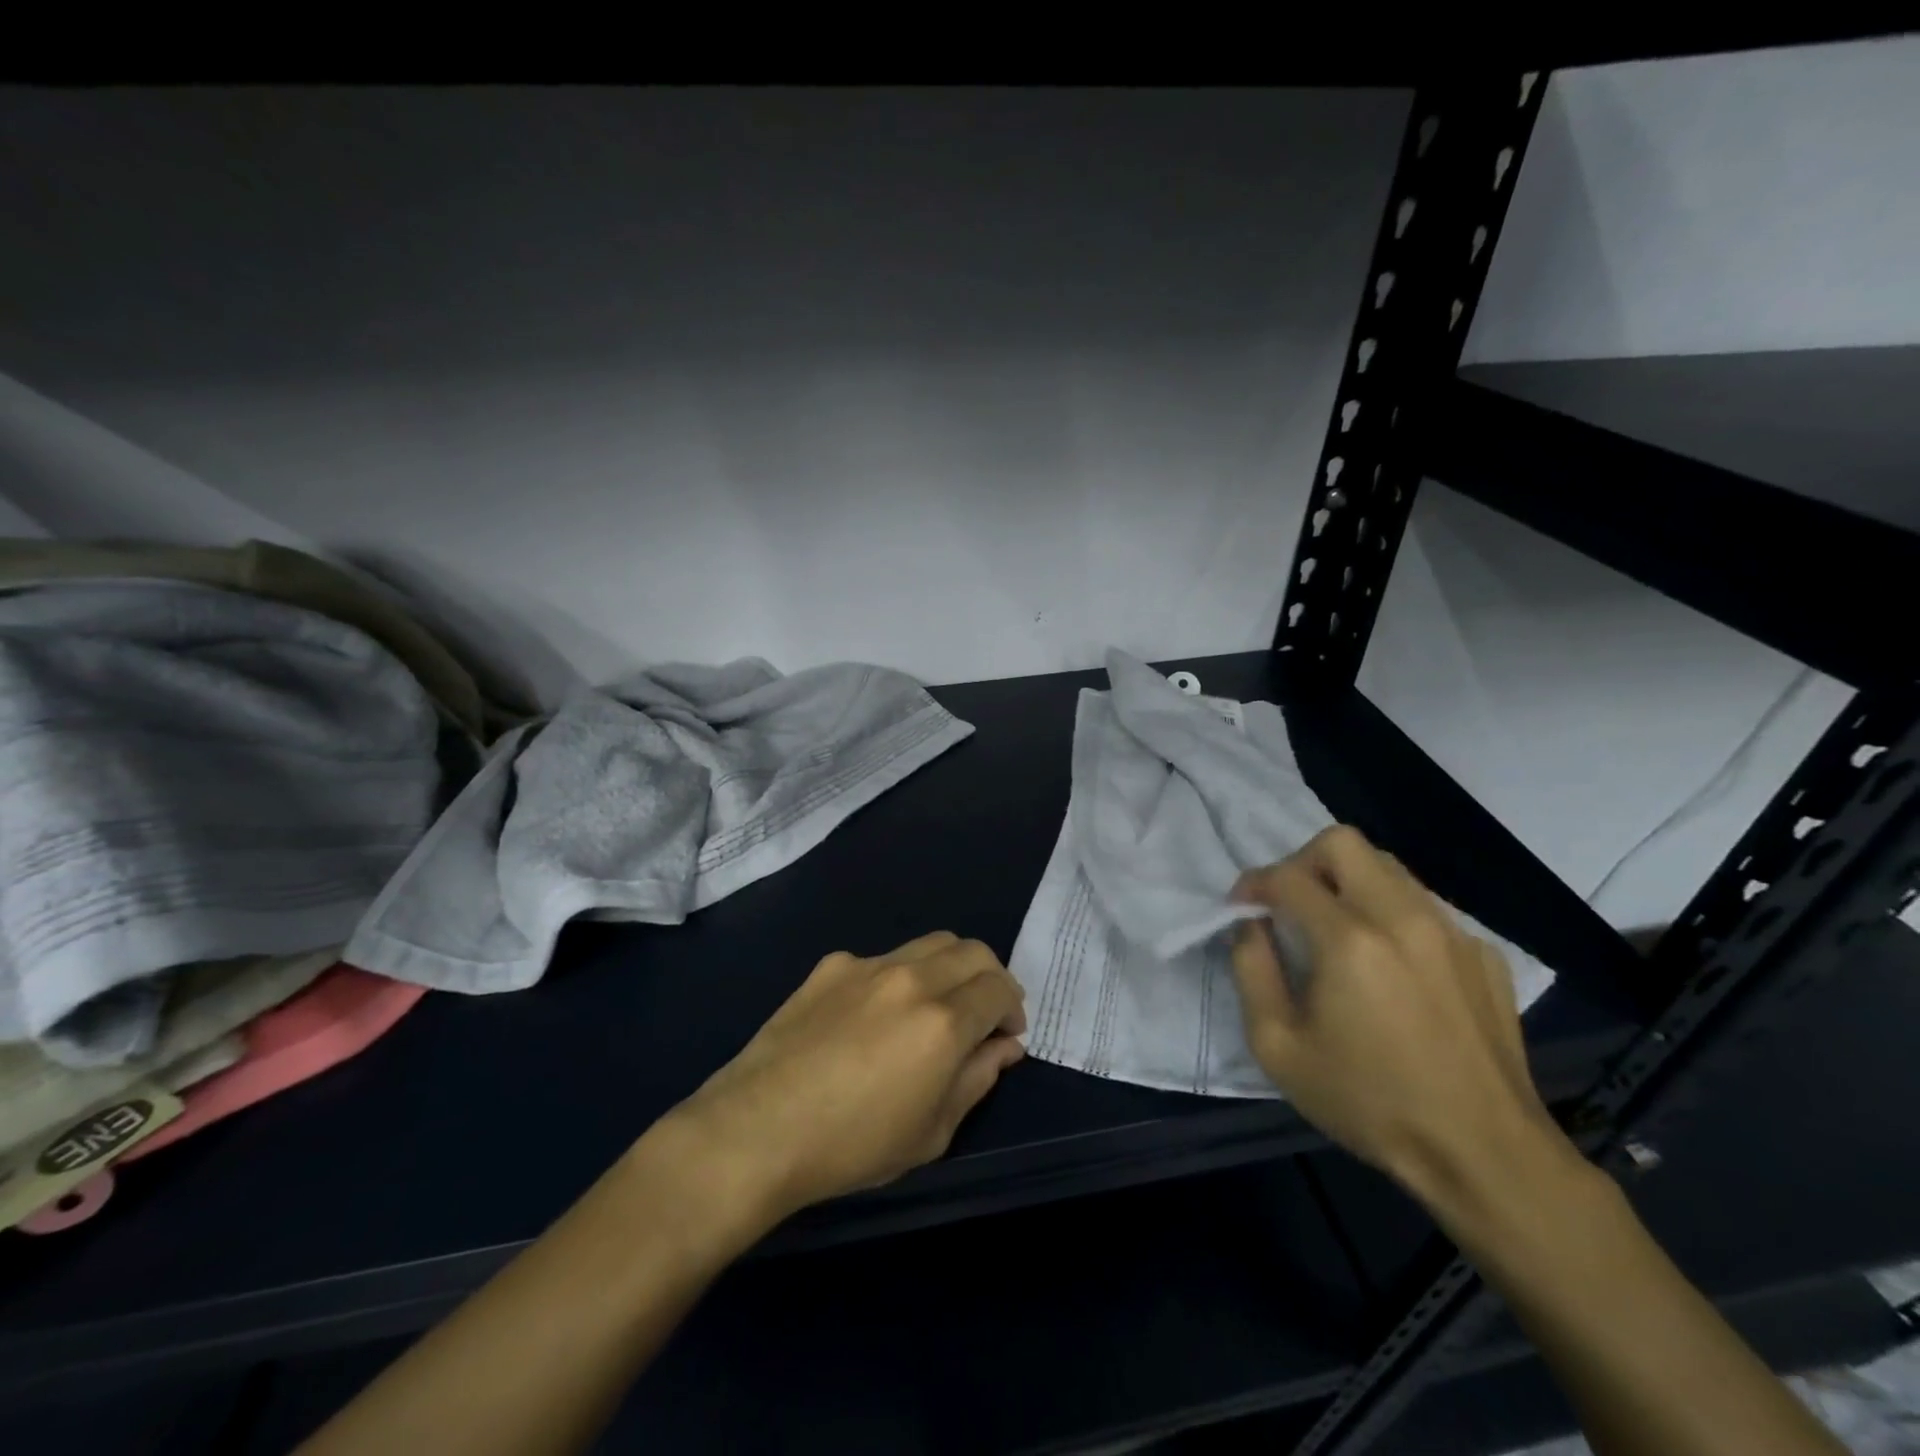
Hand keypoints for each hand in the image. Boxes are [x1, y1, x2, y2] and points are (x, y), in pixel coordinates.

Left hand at [656, 932, 1026, 1231]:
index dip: (1013, 1008)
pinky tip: (877, 1015)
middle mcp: (912, 979)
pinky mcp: (833, 965)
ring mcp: (869, 965)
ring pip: (930, 943)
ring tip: (939, 1004)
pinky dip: (901, 976)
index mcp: (943, 1021)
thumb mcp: (932, 1132)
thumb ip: (977, 1079)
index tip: (1007, 1033)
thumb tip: (1003, 1047)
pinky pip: (883, 958)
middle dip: (991, 977)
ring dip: (950, 967)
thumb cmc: (852, 1145)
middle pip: (973, 951)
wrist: (758, 1128)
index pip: (999, 988)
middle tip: (984, 1012)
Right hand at [1229, 825, 1567, 1207]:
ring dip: (1348, 882)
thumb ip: (1250, 970)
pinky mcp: (1484, 954)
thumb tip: (1250, 925)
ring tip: (1337, 930)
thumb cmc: (1369, 1103)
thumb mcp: (1278, 1047)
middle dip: (1302, 861)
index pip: (1288, 876)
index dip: (1254, 883)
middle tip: (1291, 904)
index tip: (1243, 907)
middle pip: (1343, 842)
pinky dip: (1392, 915)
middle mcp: (1403, 918)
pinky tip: (1392, 966)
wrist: (1486, 1155)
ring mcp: (1452, 932)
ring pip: (1388, 867)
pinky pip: (1425, 906)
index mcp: (1350, 940)